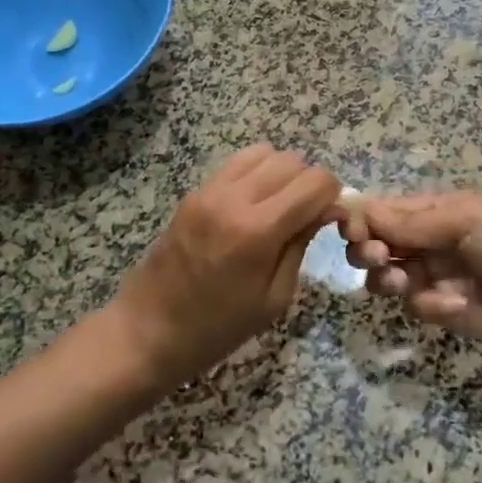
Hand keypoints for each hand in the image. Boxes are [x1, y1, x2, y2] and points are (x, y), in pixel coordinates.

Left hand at [110, 146, 340, 389]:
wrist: (148, 330)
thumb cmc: (217, 328)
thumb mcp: (274, 298)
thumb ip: (301, 244)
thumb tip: (325, 209)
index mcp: (257, 230)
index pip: (315, 182)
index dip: (333, 196)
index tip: (332, 219)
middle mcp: (234, 198)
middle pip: (292, 161)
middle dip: (310, 183)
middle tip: (308, 216)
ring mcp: (210, 190)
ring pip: (265, 153)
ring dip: (283, 173)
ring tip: (281, 207)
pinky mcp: (195, 191)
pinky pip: (238, 163)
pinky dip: (257, 173)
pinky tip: (255, 205)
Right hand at [342, 193, 481, 368]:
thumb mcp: (466, 220)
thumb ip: (412, 221)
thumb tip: (357, 210)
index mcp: (435, 210)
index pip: (382, 209)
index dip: (360, 218)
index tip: (349, 231)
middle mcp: (429, 241)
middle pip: (376, 243)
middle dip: (368, 249)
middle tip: (376, 257)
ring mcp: (435, 277)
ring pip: (386, 277)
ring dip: (386, 279)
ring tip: (402, 284)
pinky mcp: (445, 312)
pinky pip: (416, 306)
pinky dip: (428, 305)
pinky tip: (455, 306)